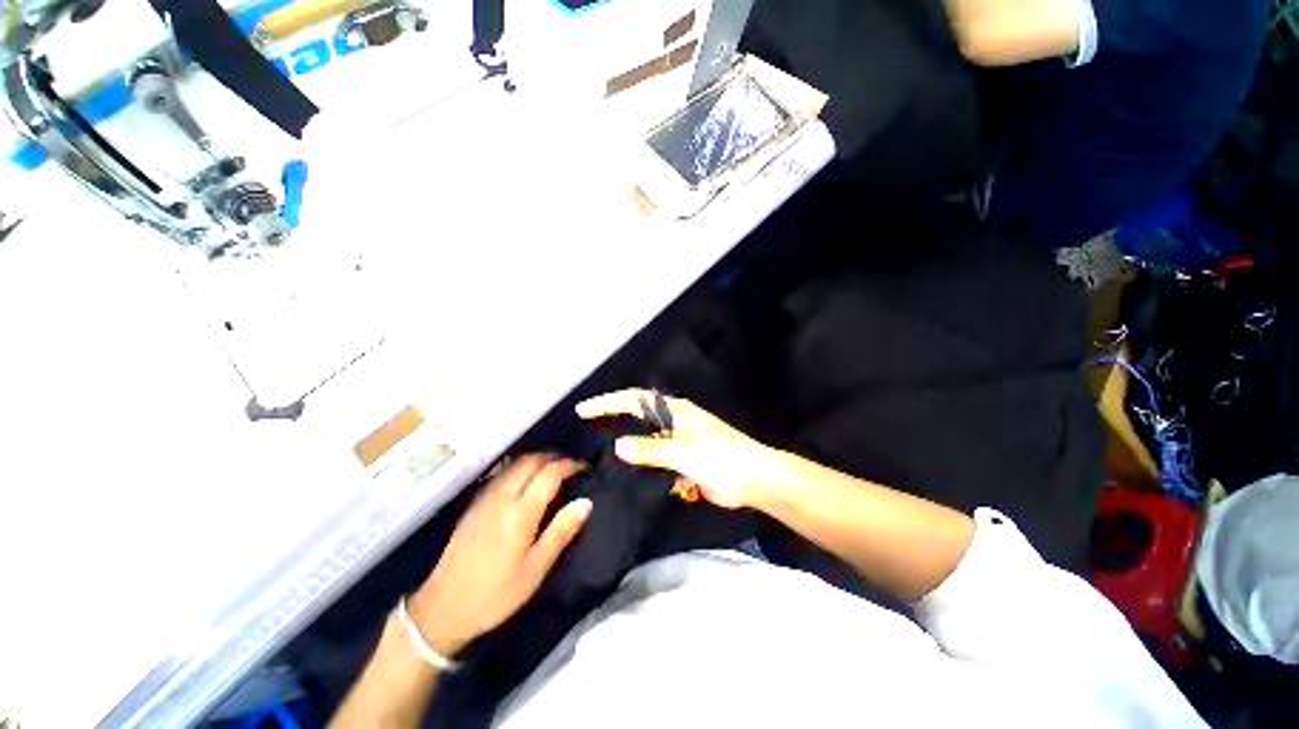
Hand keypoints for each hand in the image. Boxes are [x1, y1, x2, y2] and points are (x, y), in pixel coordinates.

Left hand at [410, 456, 591, 655]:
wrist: (442, 609)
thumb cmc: (495, 594)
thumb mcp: (535, 569)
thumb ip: (561, 531)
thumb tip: (586, 502)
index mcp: (520, 512)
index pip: (550, 473)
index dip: (570, 465)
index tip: (585, 467)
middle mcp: (502, 496)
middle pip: (531, 460)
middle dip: (554, 457)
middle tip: (570, 467)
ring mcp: (485, 497)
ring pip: (515, 463)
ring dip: (537, 460)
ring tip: (551, 471)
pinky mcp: (474, 503)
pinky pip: (502, 472)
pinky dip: (520, 468)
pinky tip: (526, 482)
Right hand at [576, 389, 782, 509]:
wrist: (753, 479)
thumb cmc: (720, 457)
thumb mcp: (683, 451)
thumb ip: (650, 450)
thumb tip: (618, 446)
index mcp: (675, 411)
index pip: (635, 400)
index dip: (609, 402)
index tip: (584, 409)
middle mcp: (674, 421)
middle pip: (638, 415)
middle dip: (615, 417)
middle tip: (587, 425)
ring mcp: (679, 441)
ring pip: (646, 438)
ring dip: (629, 443)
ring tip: (601, 451)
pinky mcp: (684, 460)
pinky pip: (656, 458)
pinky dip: (643, 462)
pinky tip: (629, 473)